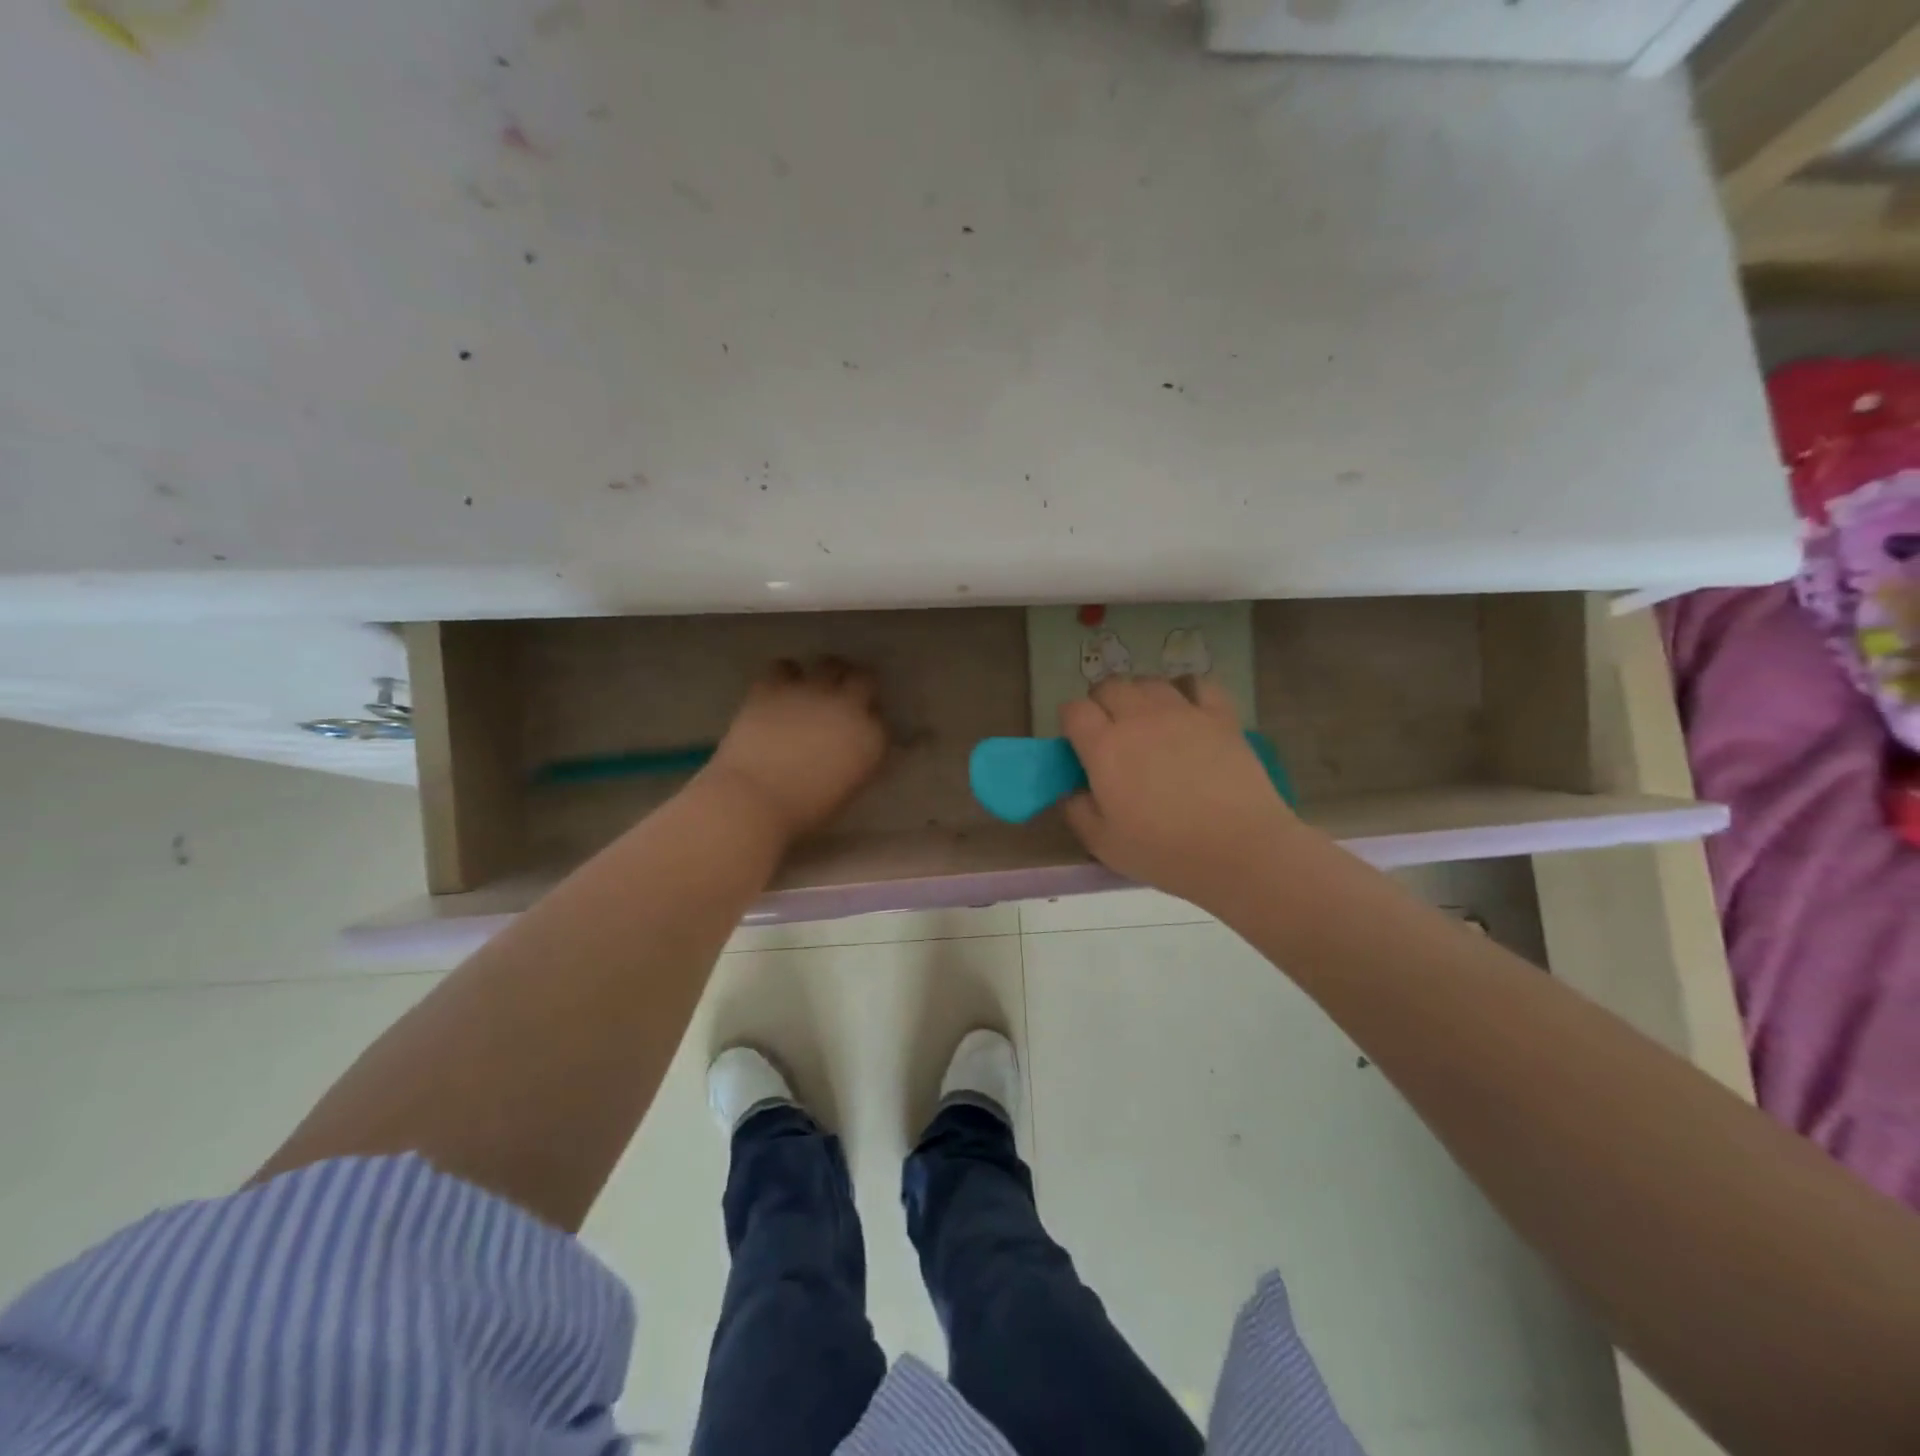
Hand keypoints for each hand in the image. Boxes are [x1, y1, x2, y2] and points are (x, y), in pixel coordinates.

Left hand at [700, 658, 887, 843]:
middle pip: (865, 678)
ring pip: (830, 663)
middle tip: (844, 697)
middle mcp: (848, 706)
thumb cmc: (804, 810)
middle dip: (858, 684)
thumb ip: (857, 762)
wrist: (753, 799)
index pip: (882, 718)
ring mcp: (810, 691)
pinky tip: (780, 689)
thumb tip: (853, 749)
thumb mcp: (847, 790)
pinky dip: (784, 676)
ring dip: (826, 673)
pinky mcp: (774, 686)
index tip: (860, 729)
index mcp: (870, 738)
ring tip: (814, 687)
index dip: (870, 720)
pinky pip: (784, 666)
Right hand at [1060, 676, 1301, 913]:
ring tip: (1146, 719)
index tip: (1076, 740)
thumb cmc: (1165, 852)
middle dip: (1102, 702)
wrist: (1239, 849)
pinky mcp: (1220, 716)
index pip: (1074, 710)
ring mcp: (1182, 712)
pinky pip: (1199, 684)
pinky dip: (1188, 691)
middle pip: (1110, 686)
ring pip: (1150, 682)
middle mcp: (1138, 718)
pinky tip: (1188, 709)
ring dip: (1140, 695)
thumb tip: (1071, 792)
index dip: (1071, 720)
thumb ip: (1078, 813)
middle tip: (1109, 730)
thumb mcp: (1104, 845)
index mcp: (1104, 747)